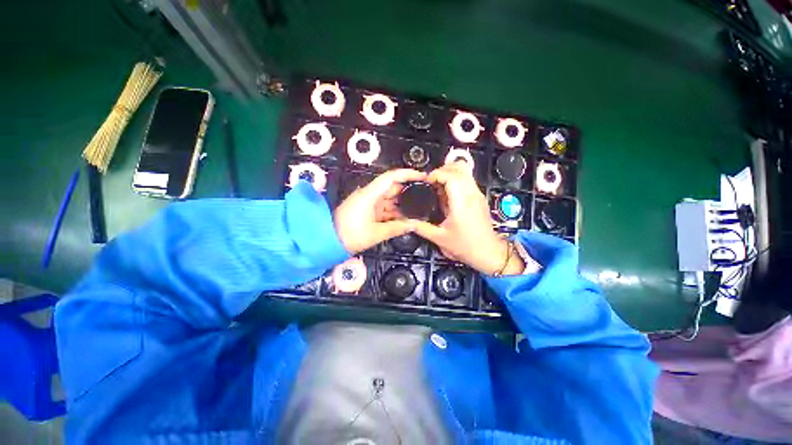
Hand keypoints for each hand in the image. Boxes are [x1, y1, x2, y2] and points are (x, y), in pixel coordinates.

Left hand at [334, 169, 426, 253]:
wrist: (328, 241)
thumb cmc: (350, 235)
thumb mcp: (376, 233)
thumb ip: (397, 227)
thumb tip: (414, 225)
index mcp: (369, 195)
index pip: (391, 178)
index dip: (408, 174)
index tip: (422, 176)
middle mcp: (369, 195)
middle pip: (391, 188)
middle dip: (407, 192)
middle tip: (423, 196)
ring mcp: (367, 203)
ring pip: (388, 199)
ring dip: (401, 204)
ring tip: (417, 209)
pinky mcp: (366, 210)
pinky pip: (383, 208)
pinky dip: (393, 212)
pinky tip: (403, 217)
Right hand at [413, 162, 525, 274]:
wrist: (488, 253)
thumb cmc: (466, 246)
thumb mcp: (440, 238)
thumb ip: (422, 228)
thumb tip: (409, 222)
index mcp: (462, 203)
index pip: (451, 176)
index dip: (436, 174)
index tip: (426, 181)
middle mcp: (472, 195)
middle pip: (460, 168)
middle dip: (442, 169)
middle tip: (431, 181)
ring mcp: (477, 195)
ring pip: (465, 172)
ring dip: (449, 174)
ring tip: (437, 186)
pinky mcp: (479, 199)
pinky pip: (467, 181)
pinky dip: (455, 181)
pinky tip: (446, 195)